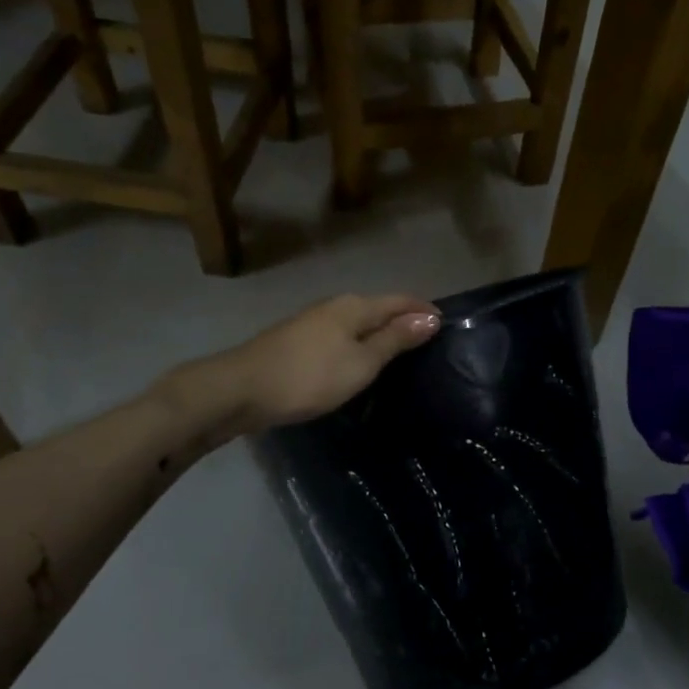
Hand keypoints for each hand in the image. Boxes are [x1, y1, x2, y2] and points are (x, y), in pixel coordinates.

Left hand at [203, 294, 441, 432]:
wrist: (242, 389)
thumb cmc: (310, 376)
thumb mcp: (361, 362)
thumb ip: (395, 339)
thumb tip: (430, 317)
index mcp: (355, 306)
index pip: (400, 300)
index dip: (424, 309)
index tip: (446, 323)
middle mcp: (335, 305)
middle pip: (379, 307)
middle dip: (404, 319)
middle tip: (428, 341)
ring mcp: (314, 322)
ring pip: (358, 322)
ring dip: (381, 332)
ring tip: (401, 353)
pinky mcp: (299, 340)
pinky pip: (342, 335)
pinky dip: (360, 343)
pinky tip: (361, 360)